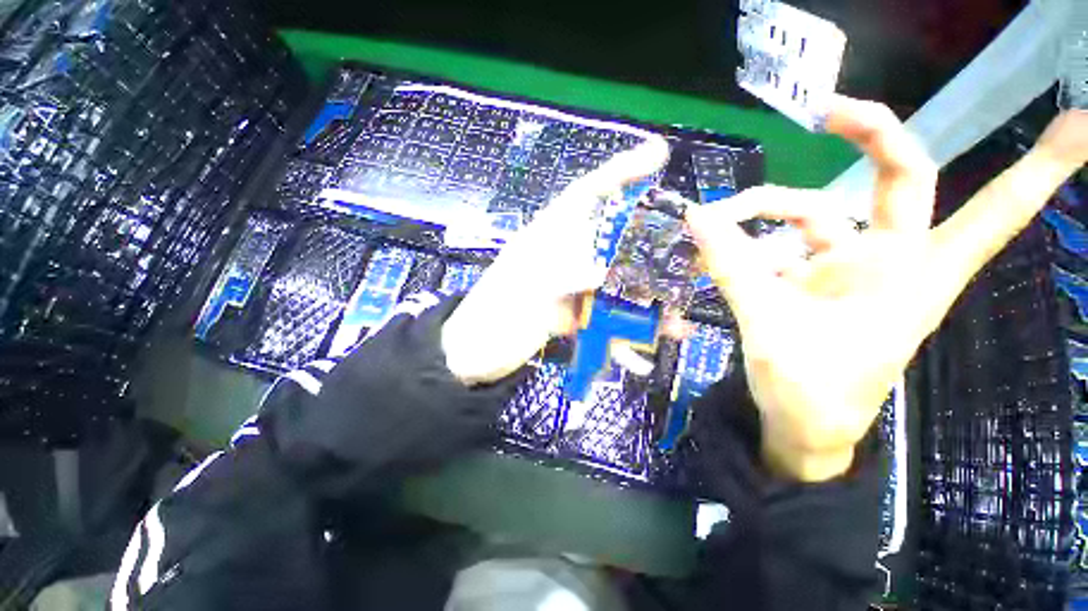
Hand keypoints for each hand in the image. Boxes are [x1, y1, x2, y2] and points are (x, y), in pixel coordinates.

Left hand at [442, 137, 670, 385]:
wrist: (472, 356)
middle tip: (690, 261)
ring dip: (646, 305)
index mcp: (549, 236)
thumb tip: (604, 272)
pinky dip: (622, 337)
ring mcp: (572, 287)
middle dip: (652, 251)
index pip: (588, 193)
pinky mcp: (573, 314)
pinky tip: (638, 359)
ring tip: (677, 325)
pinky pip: (605, 319)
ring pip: (616, 285)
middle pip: (615, 242)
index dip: (622, 171)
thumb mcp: (525, 290)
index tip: (658, 154)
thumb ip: (563, 276)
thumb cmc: (490, 319)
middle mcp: (566, 255)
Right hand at [686, 97, 1087, 481]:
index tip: (1082, 120)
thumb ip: (732, 268)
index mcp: (912, 275)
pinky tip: (717, 252)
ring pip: (812, 215)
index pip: (990, 211)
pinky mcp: (811, 282)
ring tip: (715, 224)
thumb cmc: (809, 391)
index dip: (1039, 170)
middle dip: (869, 138)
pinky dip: (747, 245)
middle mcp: (888, 261)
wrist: (799, 427)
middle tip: (825, 111)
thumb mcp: (768, 326)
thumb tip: (697, 217)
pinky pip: (779, 248)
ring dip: (763, 211)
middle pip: (896, 182)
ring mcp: (845, 270)